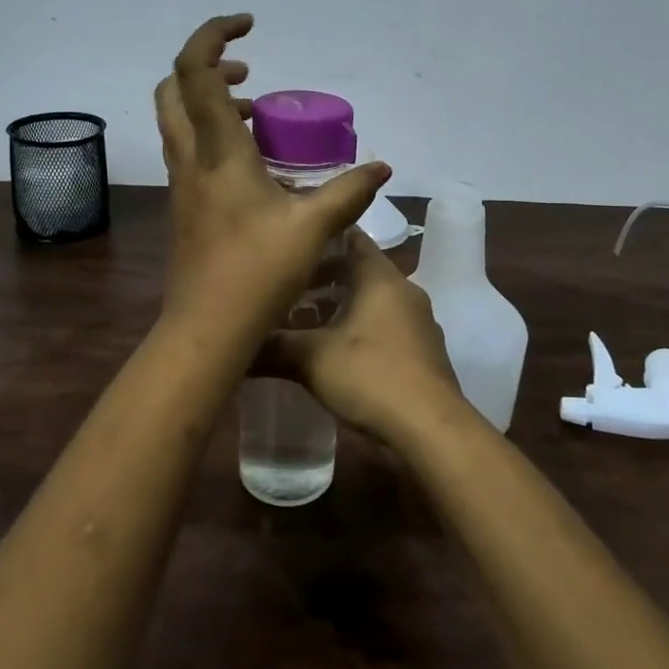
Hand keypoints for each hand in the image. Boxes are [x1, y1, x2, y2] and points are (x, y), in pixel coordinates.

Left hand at [156, 14, 389, 349]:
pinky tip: (252, 162)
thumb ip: (349, 191)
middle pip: (173, 88)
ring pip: (177, 119)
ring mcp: (183, 183)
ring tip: (253, 112)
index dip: (213, 35)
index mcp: (217, 151)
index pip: (194, 71)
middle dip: (207, 66)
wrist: (206, 329)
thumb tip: (381, 167)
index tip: (249, 26)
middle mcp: (191, 158)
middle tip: (248, 75)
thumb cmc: (256, 273)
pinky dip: (212, 133)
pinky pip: (189, 149)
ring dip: (208, 100)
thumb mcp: (312, 227)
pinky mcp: (185, 205)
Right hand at [255, 230, 468, 447]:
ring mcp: (418, 322)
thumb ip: (273, 347)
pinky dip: (360, 331)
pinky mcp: (423, 352)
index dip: (320, 239)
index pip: (351, 238)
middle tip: (287, 290)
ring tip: (304, 324)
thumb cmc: (371, 376)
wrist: (431, 429)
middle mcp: (404, 291)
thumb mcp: (312, 359)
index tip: (290, 246)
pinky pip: (386, 327)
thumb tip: (237, 346)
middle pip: (360, 272)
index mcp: (381, 277)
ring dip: (341, 308)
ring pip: (372, 302)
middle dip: (324, 279)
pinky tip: (336, 354)